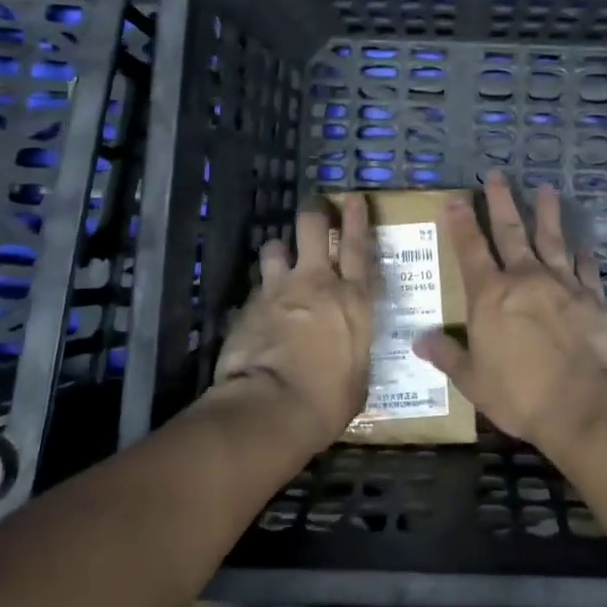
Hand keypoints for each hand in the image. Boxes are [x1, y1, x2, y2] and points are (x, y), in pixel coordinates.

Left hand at [212, 194, 375, 449]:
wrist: (272, 408)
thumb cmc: (329, 400)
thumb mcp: (358, 376)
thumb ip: (354, 350)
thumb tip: (349, 352)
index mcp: (353, 300)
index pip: (358, 246)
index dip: (356, 218)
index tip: (353, 197)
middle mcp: (316, 283)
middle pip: (312, 227)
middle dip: (314, 212)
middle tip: (314, 207)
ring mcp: (279, 290)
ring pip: (276, 247)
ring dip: (280, 251)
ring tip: (280, 261)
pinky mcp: (248, 306)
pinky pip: (256, 287)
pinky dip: (260, 292)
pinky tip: (259, 309)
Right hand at [413, 171, 606, 450]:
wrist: (583, 405)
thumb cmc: (520, 394)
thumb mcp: (473, 381)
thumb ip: (448, 355)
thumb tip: (419, 340)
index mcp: (490, 295)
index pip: (470, 249)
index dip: (461, 222)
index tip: (456, 197)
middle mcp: (524, 278)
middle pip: (510, 232)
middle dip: (501, 202)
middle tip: (497, 175)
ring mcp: (562, 283)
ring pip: (551, 239)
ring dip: (547, 213)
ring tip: (546, 189)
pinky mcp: (592, 297)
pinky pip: (586, 267)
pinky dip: (583, 253)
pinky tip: (583, 242)